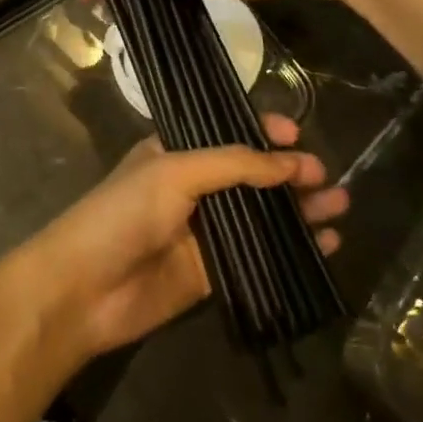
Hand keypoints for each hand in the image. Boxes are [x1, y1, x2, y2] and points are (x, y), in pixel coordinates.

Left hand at [10, 114, 347, 359]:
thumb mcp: (174, 172)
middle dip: (290, 174)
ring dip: (299, 211)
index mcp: (176, 152)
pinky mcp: (211, 273)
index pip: (227, 134)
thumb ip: (234, 165)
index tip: (297, 134)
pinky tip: (326, 246)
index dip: (263, 132)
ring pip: (261, 216)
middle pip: (252, 176)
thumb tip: (291, 163)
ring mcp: (203, 232)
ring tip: (340, 207)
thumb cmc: (122, 214)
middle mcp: (192, 187)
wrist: (82, 290)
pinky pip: (259, 257)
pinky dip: (291, 251)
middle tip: (326, 178)